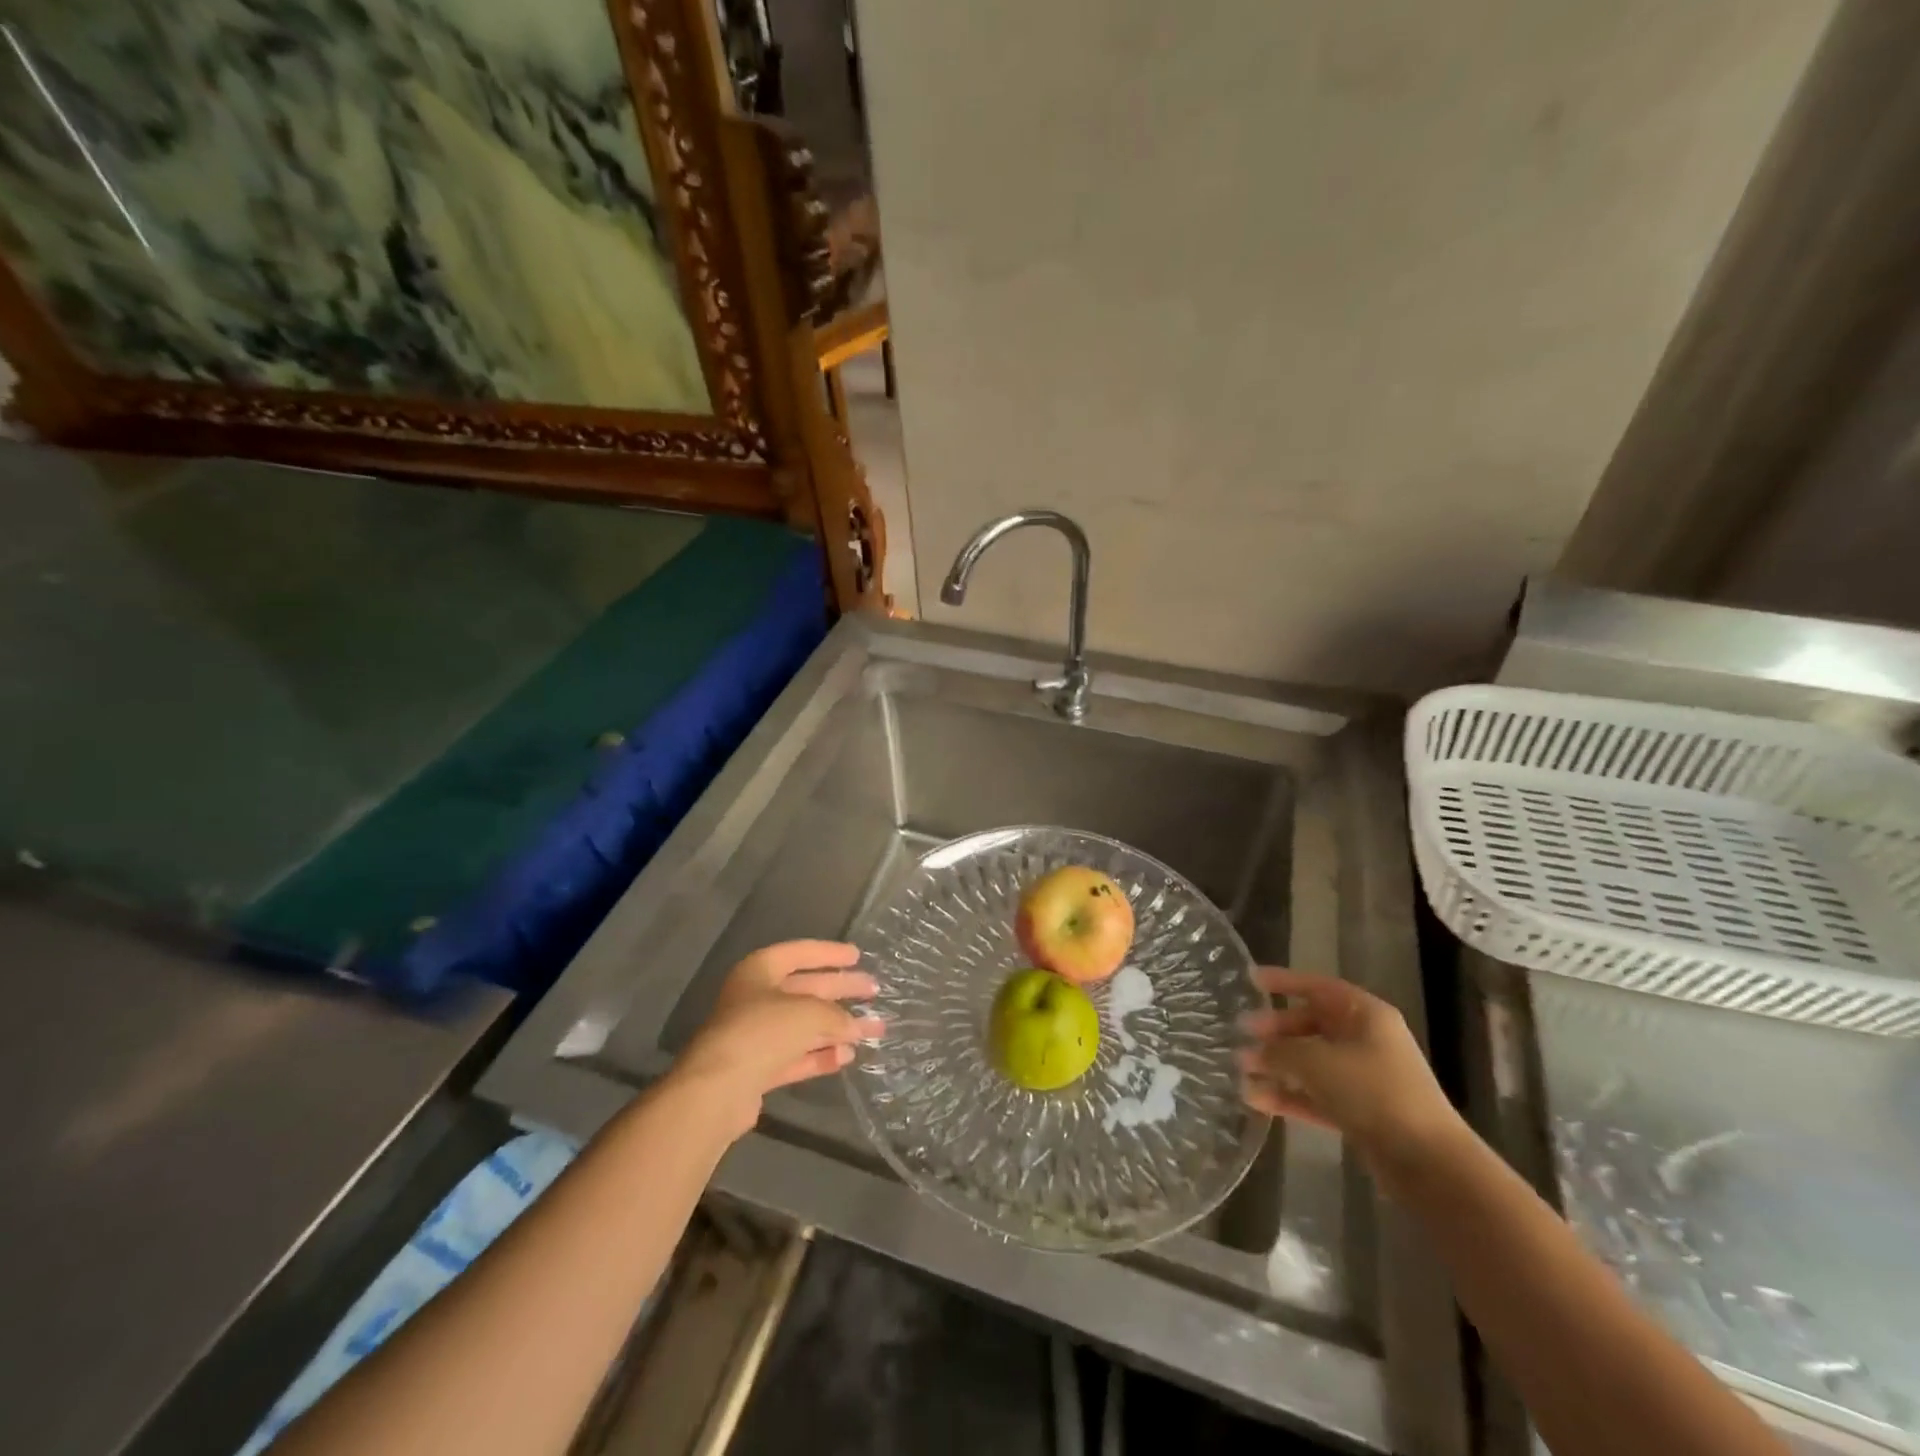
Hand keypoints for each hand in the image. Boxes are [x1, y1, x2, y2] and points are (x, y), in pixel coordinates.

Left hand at [671, 941, 884, 1138]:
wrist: (717, 1090)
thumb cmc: (762, 1031)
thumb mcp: (809, 1013)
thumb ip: (836, 1016)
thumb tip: (854, 1026)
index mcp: (760, 970)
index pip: (800, 953)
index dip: (829, 953)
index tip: (857, 956)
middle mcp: (755, 998)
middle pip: (806, 989)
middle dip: (841, 990)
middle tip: (873, 990)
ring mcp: (755, 1035)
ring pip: (804, 1025)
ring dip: (838, 1027)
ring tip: (874, 1029)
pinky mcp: (757, 1069)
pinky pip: (796, 1055)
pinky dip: (820, 1054)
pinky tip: (847, 1056)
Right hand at [1238, 968, 1464, 1178]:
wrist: (1427, 1162)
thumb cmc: (1372, 1092)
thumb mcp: (1316, 1062)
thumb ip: (1278, 1051)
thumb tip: (1250, 1051)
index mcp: (1364, 1015)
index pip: (1317, 987)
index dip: (1283, 981)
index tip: (1250, 980)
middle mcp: (1365, 1040)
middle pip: (1311, 1025)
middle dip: (1275, 1030)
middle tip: (1242, 1034)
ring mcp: (1363, 1078)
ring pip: (1311, 1062)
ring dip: (1277, 1066)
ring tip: (1240, 1070)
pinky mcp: (1360, 1112)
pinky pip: (1316, 1095)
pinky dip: (1289, 1095)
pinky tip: (1256, 1100)